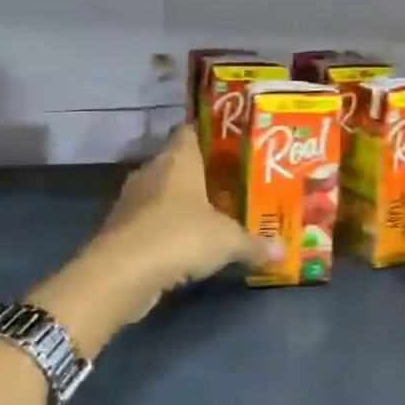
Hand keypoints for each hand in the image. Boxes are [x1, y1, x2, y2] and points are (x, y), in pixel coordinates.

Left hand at [34, 127, 275, 351]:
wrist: (121, 273)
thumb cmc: (180, 236)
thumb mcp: (227, 241)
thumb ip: (254, 244)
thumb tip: (283, 252)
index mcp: (177, 159)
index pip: (190, 132)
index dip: (209, 136)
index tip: (230, 147)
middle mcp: (151, 171)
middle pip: (176, 163)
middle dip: (200, 175)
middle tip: (230, 186)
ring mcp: (131, 199)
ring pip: (161, 193)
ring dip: (179, 204)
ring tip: (210, 216)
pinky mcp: (120, 228)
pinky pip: (149, 220)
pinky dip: (164, 229)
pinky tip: (184, 245)